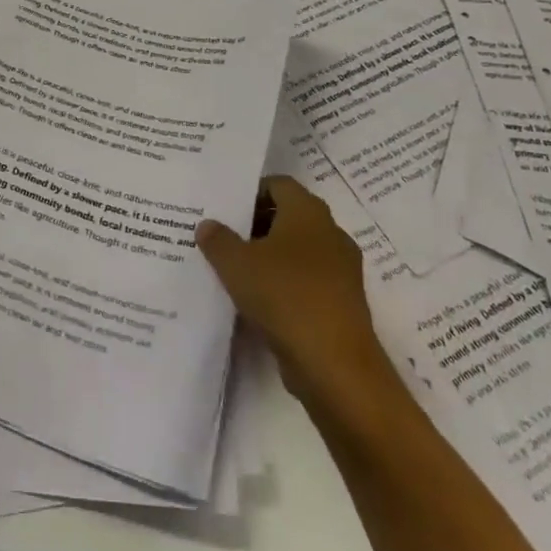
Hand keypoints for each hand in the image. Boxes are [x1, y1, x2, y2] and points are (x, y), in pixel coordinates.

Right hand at [197, 176, 394, 406]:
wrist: (335, 365)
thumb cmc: (284, 296)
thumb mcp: (236, 264)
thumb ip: (218, 240)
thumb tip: (208, 225)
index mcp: (308, 212)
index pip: (278, 185)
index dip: (251, 191)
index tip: (224, 208)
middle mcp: (330, 233)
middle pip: (288, 217)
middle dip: (256, 225)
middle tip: (222, 237)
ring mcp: (341, 271)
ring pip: (298, 252)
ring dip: (269, 257)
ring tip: (234, 270)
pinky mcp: (342, 304)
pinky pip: (307, 282)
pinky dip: (284, 285)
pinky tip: (256, 301)